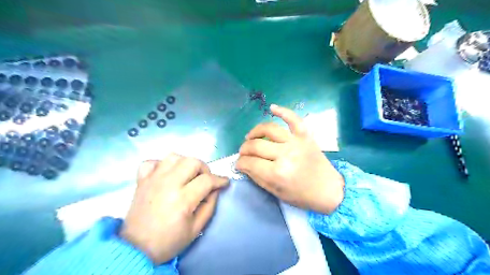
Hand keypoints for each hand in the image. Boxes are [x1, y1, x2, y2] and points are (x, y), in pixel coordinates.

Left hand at [122, 154, 230, 263]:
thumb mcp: (196, 228)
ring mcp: (153, 180)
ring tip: (187, 175)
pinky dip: (161, 165)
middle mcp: (168, 184)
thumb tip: (216, 189)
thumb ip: (210, 205)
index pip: (207, 180)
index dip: (219, 180)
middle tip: (204, 180)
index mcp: (182, 199)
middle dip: (204, 168)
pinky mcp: (141, 180)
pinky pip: (151, 162)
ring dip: (184, 163)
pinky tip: (166, 174)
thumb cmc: (169, 241)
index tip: (224, 182)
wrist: (136, 248)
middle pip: (192, 162)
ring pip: (174, 157)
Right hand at [238, 104, 343, 212]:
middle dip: (244, 149)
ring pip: (269, 129)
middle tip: (243, 153)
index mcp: (277, 173)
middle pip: (256, 145)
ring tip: (250, 137)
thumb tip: (242, 165)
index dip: (240, 163)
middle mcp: (285, 154)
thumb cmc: (302, 196)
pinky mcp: (305, 136)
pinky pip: (293, 119)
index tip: (239, 164)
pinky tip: (272, 107)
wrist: (328, 190)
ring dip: (255, 132)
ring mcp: (296, 142)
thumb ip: (257, 177)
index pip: (250, 163)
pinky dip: (283, 111)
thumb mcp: (276, 192)